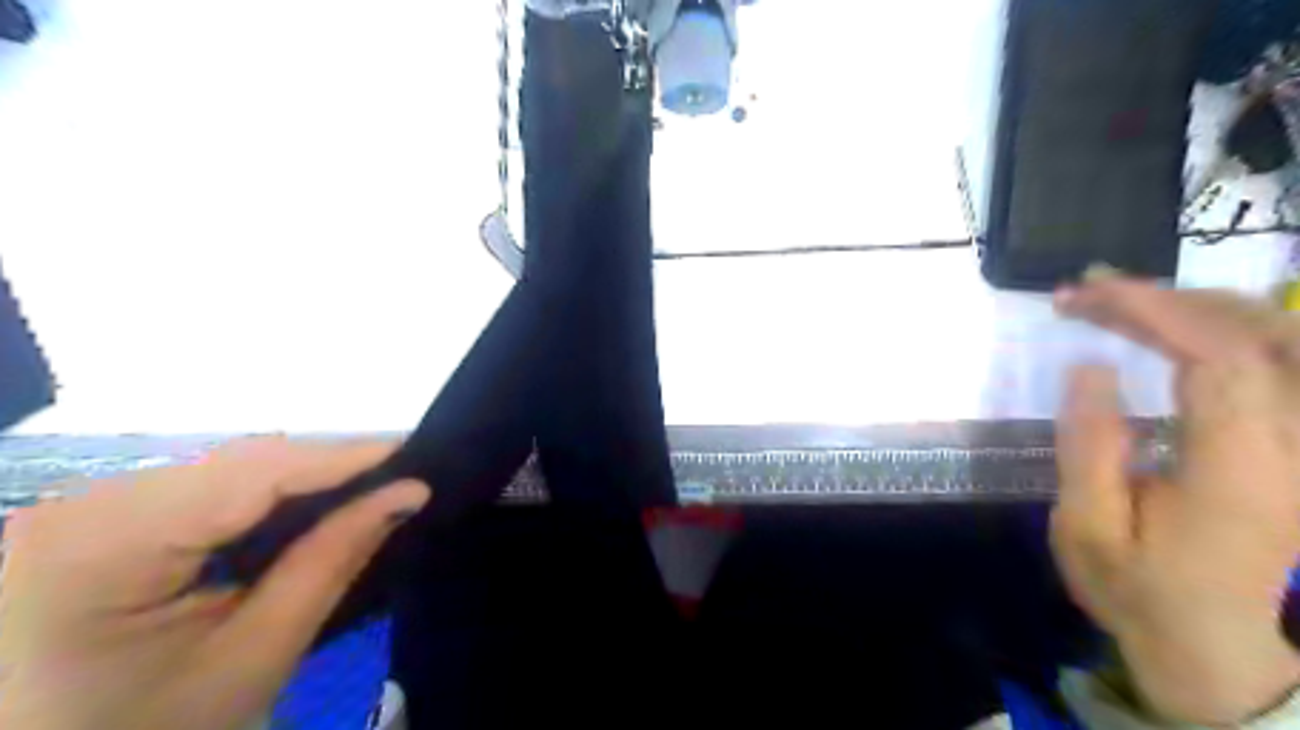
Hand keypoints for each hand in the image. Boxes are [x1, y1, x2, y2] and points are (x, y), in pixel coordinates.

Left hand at [1, 437, 433, 726]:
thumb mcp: (255, 655)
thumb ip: (333, 560)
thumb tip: (409, 492)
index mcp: (94, 549)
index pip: (250, 473)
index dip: (341, 455)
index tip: (414, 450)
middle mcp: (74, 510)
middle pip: (236, 466)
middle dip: (325, 468)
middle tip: (398, 477)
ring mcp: (77, 513)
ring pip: (223, 471)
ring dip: (299, 479)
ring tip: (366, 489)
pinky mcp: (93, 524)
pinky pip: (200, 491)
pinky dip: (262, 496)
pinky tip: (305, 509)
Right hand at [1050, 271, 1299, 724]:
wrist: (1215, 644)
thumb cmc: (1139, 589)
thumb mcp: (1088, 530)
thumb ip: (1089, 447)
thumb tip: (1089, 368)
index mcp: (1242, 471)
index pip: (1221, 358)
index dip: (1155, 311)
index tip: (1087, 294)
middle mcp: (1297, 446)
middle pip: (1265, 334)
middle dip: (1173, 298)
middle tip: (1091, 292)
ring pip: (1284, 338)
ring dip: (1199, 306)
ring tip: (1121, 303)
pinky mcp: (1297, 442)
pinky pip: (1278, 361)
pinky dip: (1222, 329)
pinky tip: (1170, 328)